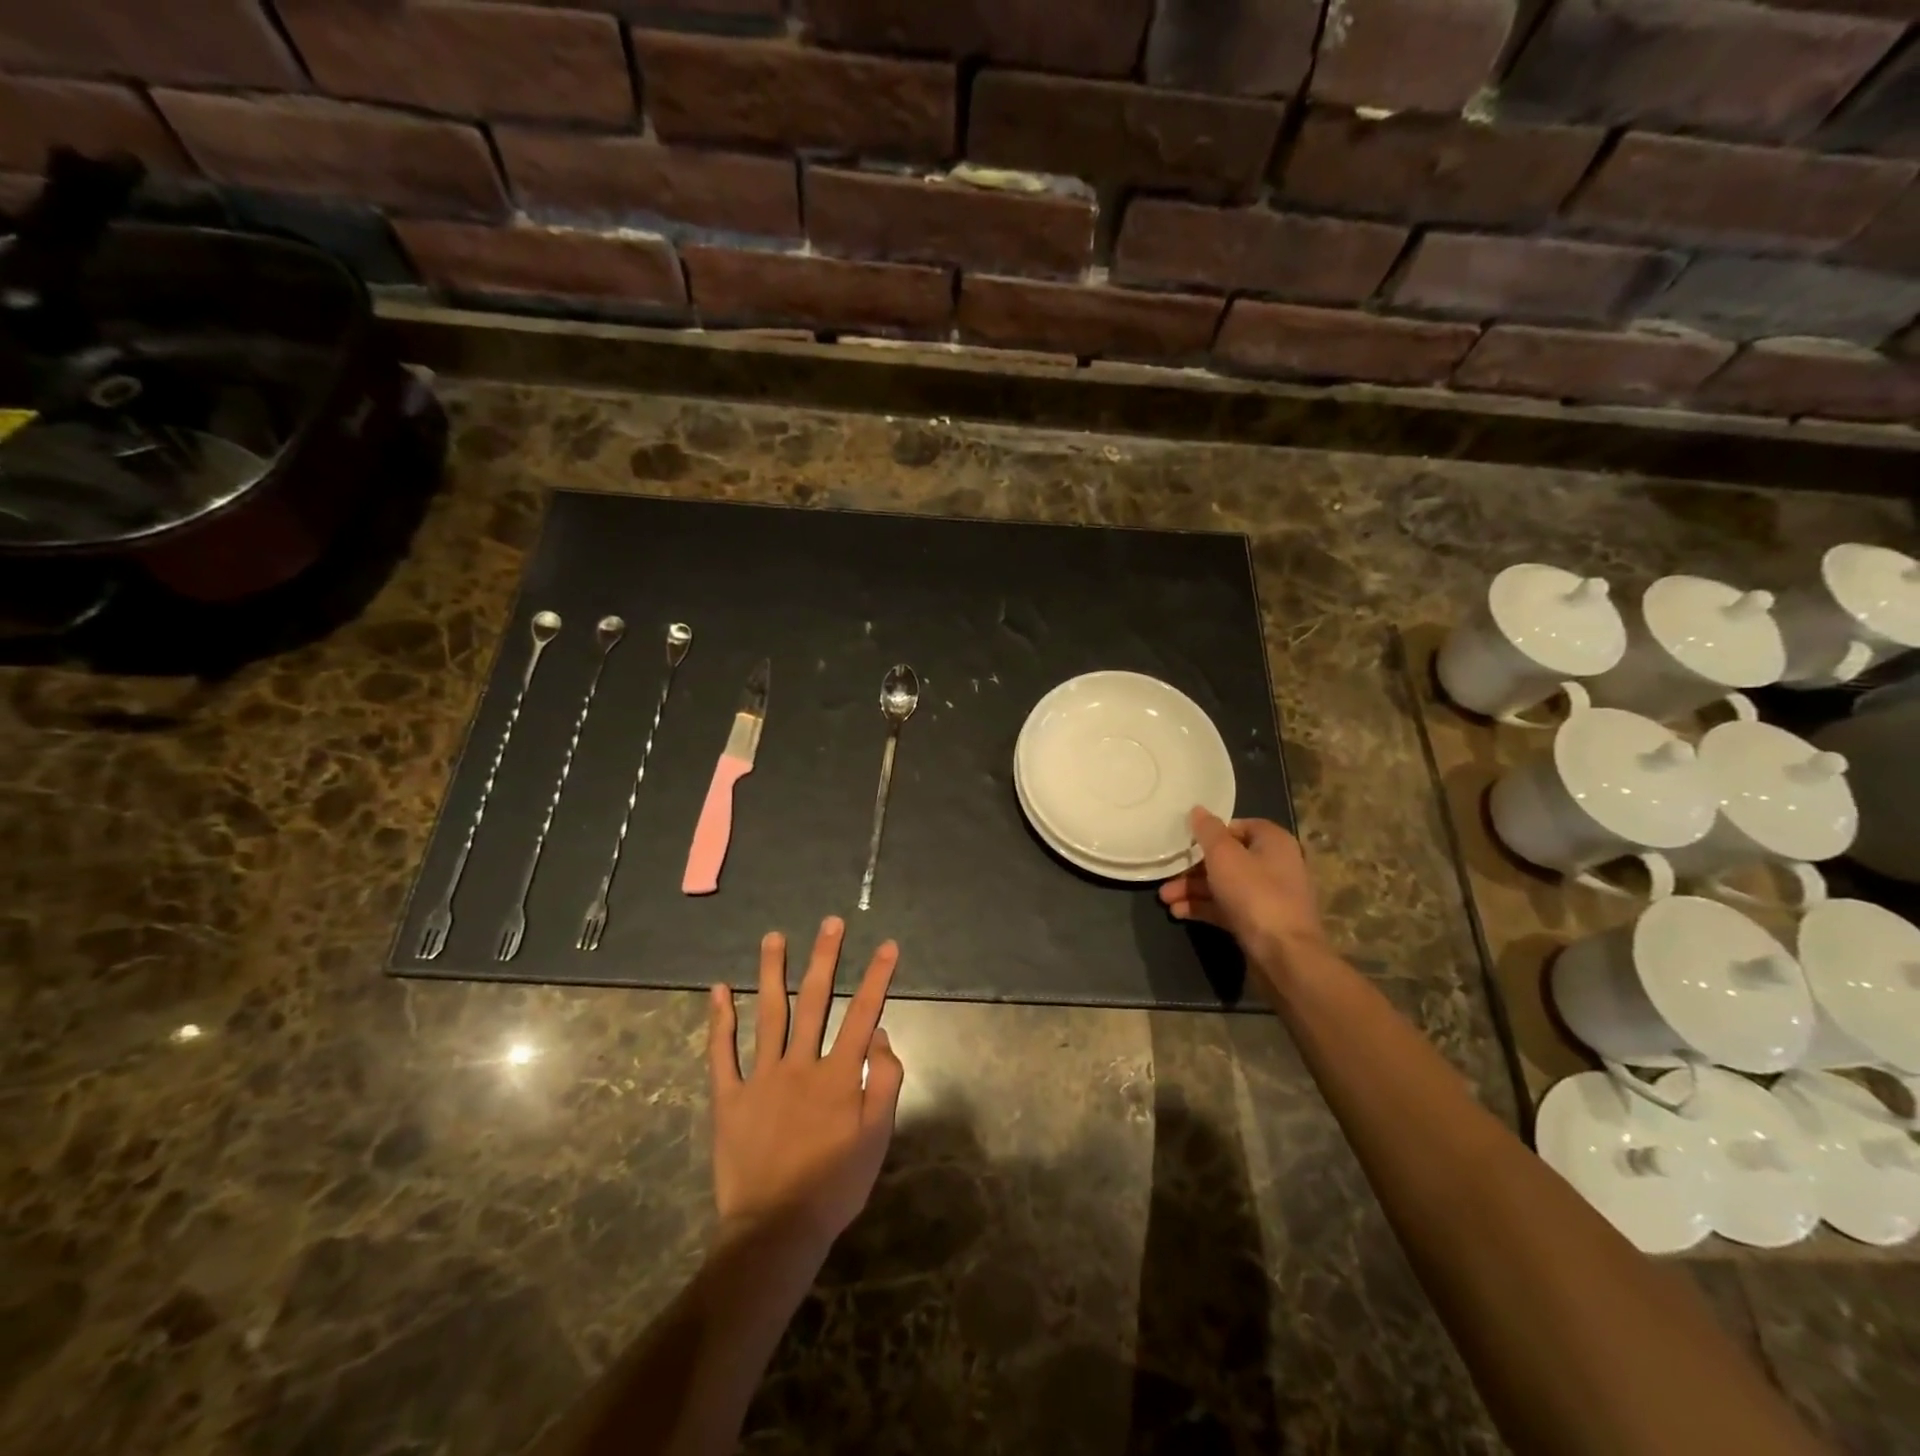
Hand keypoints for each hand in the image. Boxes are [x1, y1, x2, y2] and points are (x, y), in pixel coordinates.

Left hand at [707, 917, 904, 1257]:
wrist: (777, 1228)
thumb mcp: (878, 1138)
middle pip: (815, 1000)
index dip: (878, 977)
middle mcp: (801, 1064)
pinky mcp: (729, 1097)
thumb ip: (884, 1081)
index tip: (887, 945)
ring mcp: (761, 1077)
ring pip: (769, 1014)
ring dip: (773, 973)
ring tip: (774, 938)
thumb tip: (878, 1035)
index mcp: (839, 1074)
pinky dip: (719, 1021)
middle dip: (825, 958)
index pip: (863, 1013)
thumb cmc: (835, 1185)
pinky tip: (717, 991)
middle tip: (830, 923)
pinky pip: (722, 1053)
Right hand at [1159, 808, 1329, 974]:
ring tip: (1165, 899)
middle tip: (1167, 874)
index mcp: (1273, 842)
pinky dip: (1204, 908)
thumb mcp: (1224, 856)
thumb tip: (1198, 810)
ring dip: (1193, 889)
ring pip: (1224, 885)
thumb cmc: (1254, 894)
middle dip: (1193, 867)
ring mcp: (1267, 897)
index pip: (1240, 826)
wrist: (1284, 955)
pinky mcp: (1259, 923)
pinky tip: (1178, 912)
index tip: (1186, 840)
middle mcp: (1275, 866)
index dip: (1212, 832)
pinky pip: (1226, 908)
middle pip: (1228, 858)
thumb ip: (1208, 831)